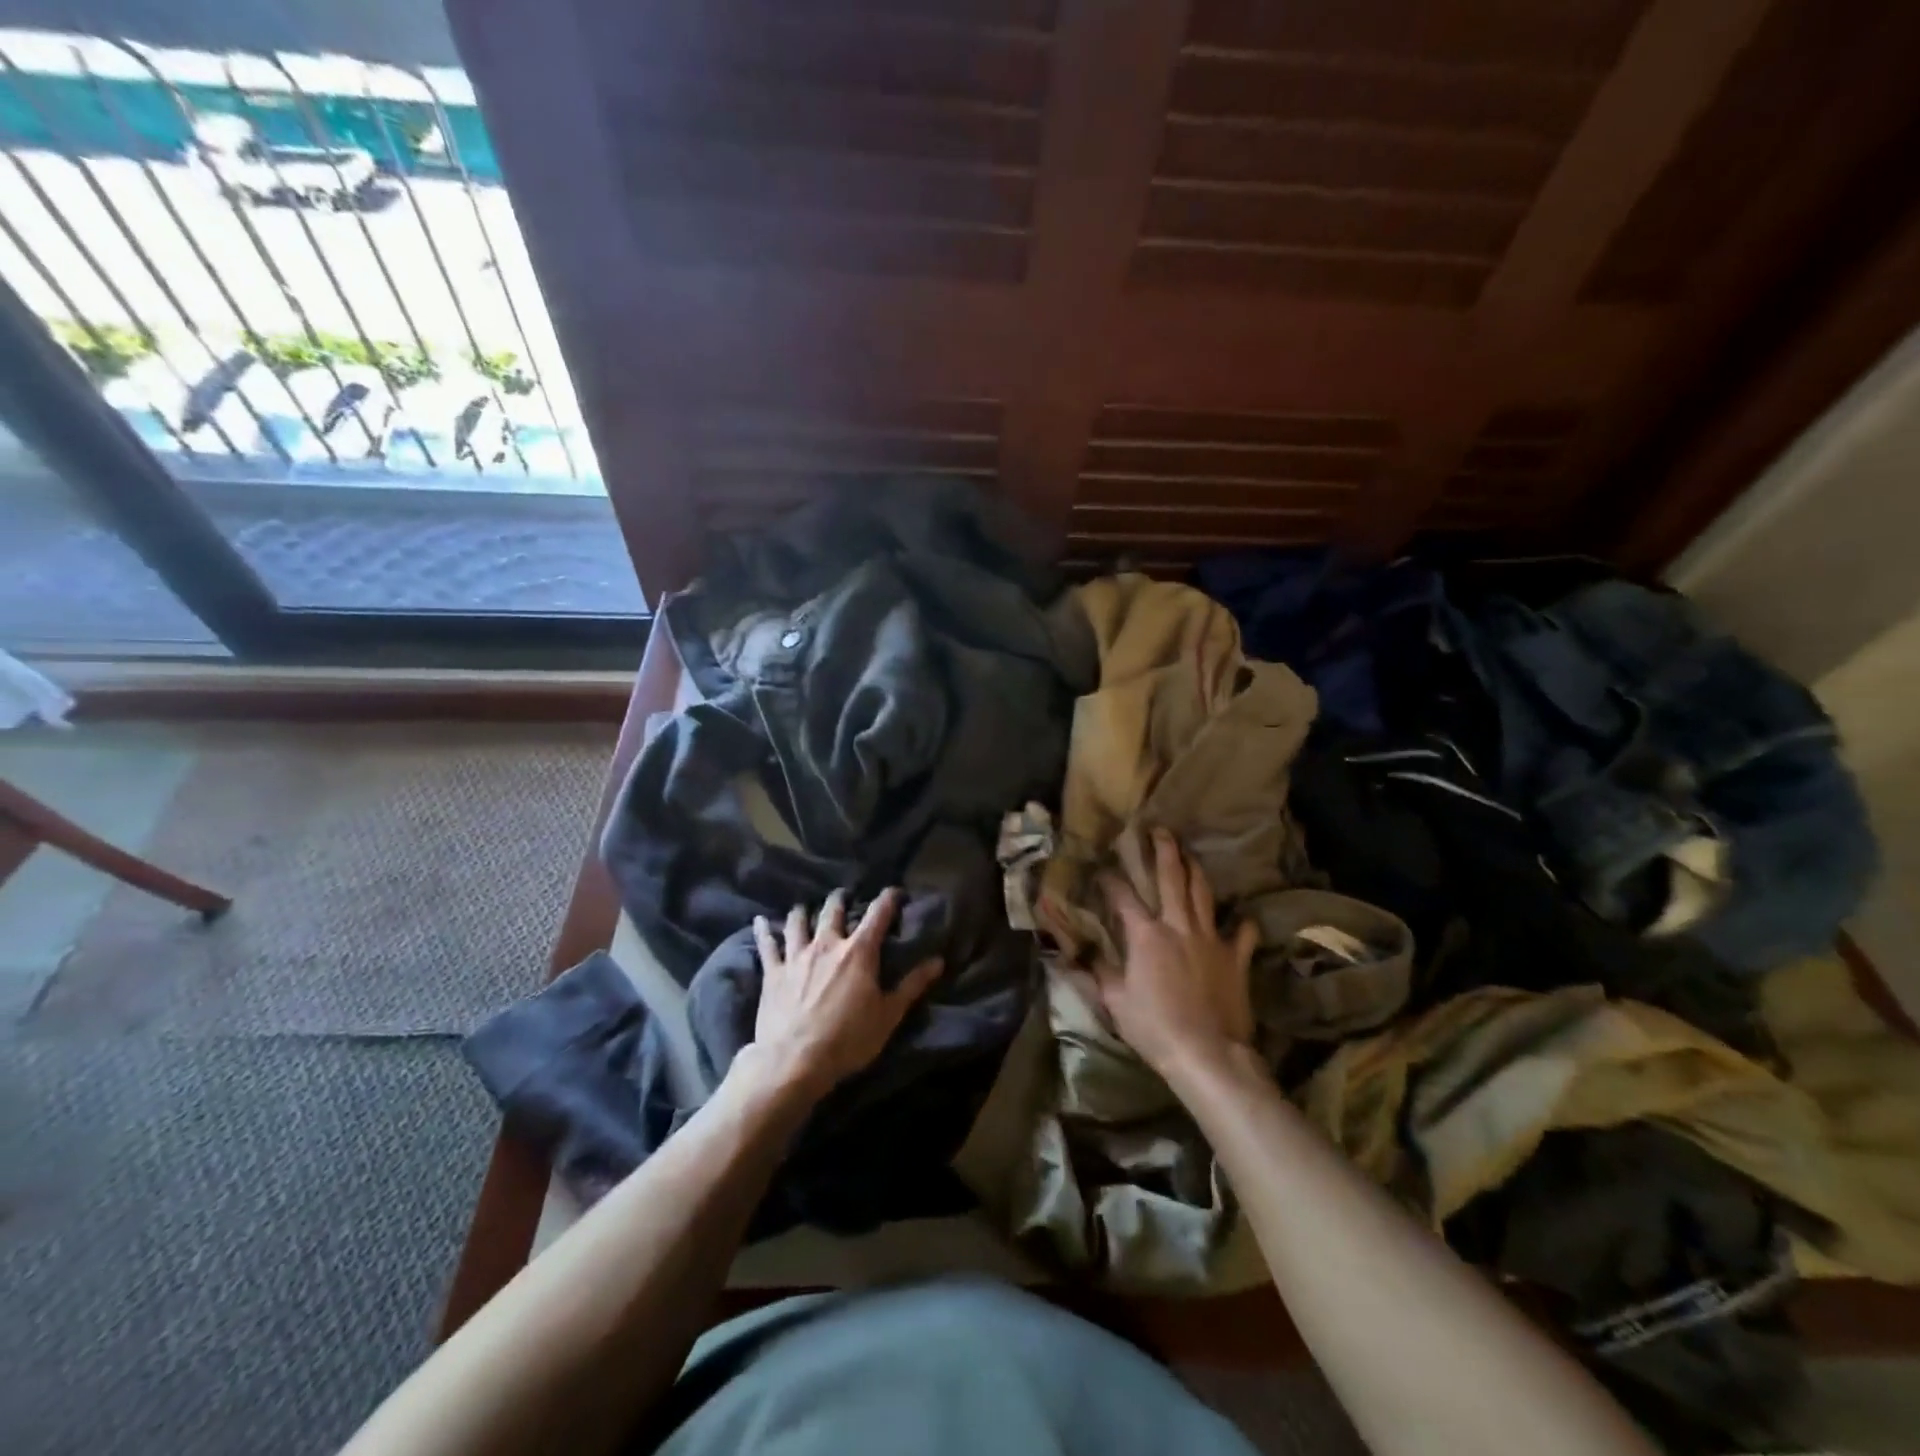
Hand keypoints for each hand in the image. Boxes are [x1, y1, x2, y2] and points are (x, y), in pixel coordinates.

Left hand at [748, 888, 943, 1096]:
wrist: (794, 1060)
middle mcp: (827, 944)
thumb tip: (938, 961)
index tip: (894, 891)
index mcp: (858, 952)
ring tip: (804, 906)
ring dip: (803, 911)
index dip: (888, 899)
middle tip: (843, 895)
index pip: (878, 915)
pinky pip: (766, 945)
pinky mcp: (772, 972)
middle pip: (833, 911)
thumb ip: (913, 985)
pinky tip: (759, 920)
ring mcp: (796, 956)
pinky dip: (763, 930)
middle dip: (840, 899)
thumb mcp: (888, 1015)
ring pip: (798, 922)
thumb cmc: (848, 1039)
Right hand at [1075, 829, 1259, 1080]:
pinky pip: (1243, 933)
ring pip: (1204, 893)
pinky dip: (1242, 923)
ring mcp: (1211, 939)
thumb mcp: (1115, 1001)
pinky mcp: (1236, 958)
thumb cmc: (1155, 1027)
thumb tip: (1071, 953)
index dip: (1110, 879)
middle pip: (1172, 878)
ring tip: (1190, 855)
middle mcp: (1178, 926)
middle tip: (1160, 830)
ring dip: (1196, 870)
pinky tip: (1243, 918)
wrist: (1208, 1054)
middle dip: (1164, 850)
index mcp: (1146, 935)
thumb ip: (1096, 971)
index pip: (1123, 896)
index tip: (1101, 869)